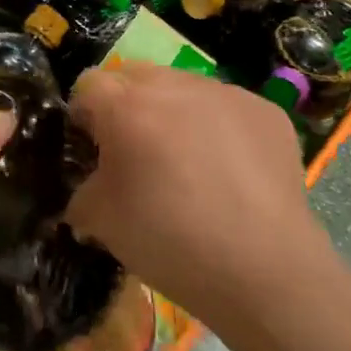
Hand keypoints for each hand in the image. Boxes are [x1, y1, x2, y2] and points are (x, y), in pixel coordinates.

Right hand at [65, 64, 343, 319]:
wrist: (267, 274)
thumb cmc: (171, 243)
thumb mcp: (100, 222)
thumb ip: (82, 190)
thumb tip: (90, 185)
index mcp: (126, 107)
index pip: (89, 85)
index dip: (84, 115)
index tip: (92, 148)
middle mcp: (173, 86)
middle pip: (135, 76)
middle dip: (128, 106)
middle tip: (137, 153)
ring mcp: (224, 94)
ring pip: (182, 88)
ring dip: (174, 113)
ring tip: (189, 163)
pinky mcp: (265, 112)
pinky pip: (226, 107)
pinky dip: (219, 129)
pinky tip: (230, 172)